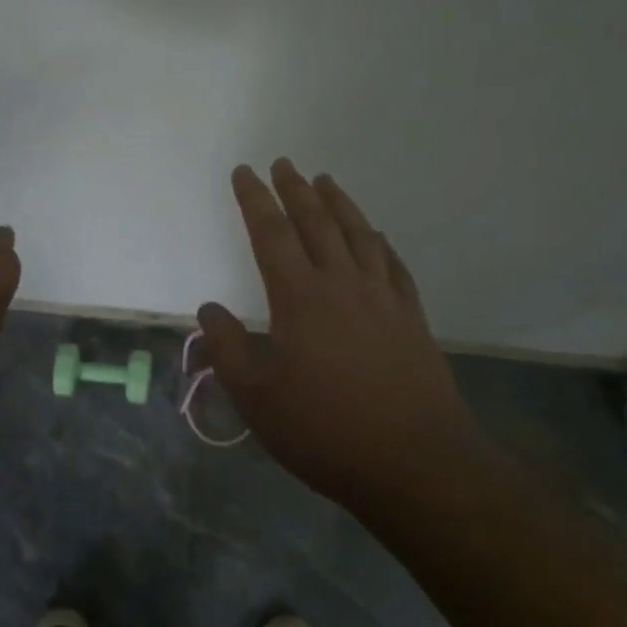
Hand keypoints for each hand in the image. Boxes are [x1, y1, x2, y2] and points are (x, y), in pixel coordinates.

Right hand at [198, 160, 482, 514]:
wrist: (416, 463)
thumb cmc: (327, 432)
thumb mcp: (259, 400)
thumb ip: (228, 350)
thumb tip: (210, 309)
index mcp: (300, 298)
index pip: (271, 234)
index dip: (255, 199)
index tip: (244, 172)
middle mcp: (342, 283)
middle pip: (316, 222)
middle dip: (295, 189)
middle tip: (283, 163)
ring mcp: (382, 297)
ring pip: (357, 234)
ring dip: (338, 203)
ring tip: (325, 181)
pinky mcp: (411, 316)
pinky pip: (392, 263)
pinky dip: (378, 241)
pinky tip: (375, 236)